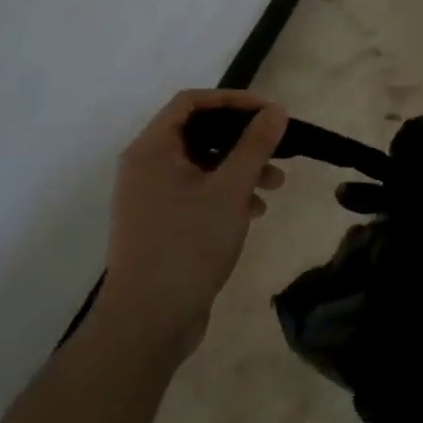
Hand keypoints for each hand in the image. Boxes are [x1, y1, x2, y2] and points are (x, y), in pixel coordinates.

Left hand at [99, 89, 289, 361]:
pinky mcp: (160, 224)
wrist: (148, 322)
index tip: (268, 111)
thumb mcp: (230, 189)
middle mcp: (145, 167)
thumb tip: (275, 110)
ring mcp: (150, 197)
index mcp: (152, 149)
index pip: (191, 102)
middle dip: (242, 138)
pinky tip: (254, 210)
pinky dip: (226, 192)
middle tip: (277, 146)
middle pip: (199, 132)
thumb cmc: (188, 244)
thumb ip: (255, 145)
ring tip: (276, 184)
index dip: (232, 100)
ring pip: (201, 164)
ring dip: (240, 167)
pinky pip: (196, 191)